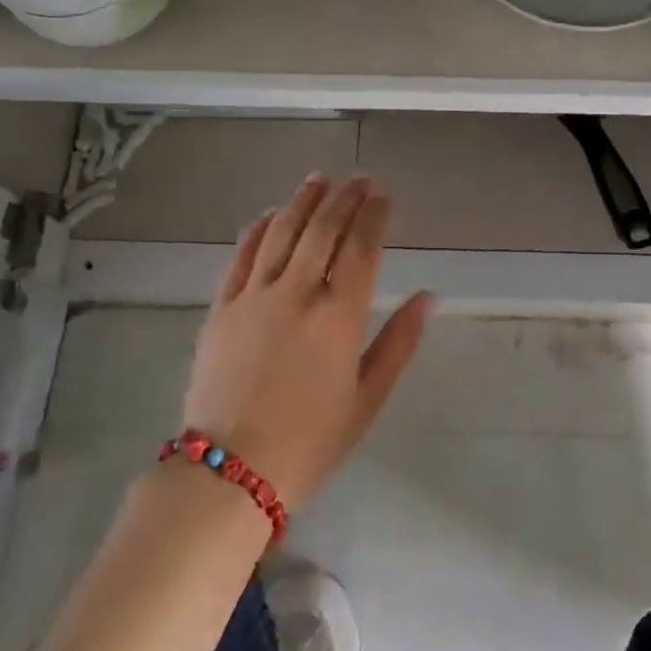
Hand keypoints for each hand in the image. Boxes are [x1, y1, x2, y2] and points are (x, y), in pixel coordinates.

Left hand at [180, 174, 432, 510]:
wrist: (229, 471)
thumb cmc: (310, 441)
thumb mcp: (368, 398)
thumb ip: (399, 342)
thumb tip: (428, 296)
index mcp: (340, 316)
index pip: (362, 248)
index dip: (374, 215)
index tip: (383, 193)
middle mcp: (298, 293)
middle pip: (324, 230)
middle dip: (345, 198)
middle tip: (359, 179)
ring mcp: (254, 296)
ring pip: (282, 232)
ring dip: (303, 201)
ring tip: (319, 180)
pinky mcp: (222, 307)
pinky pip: (242, 255)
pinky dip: (258, 228)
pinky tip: (270, 215)